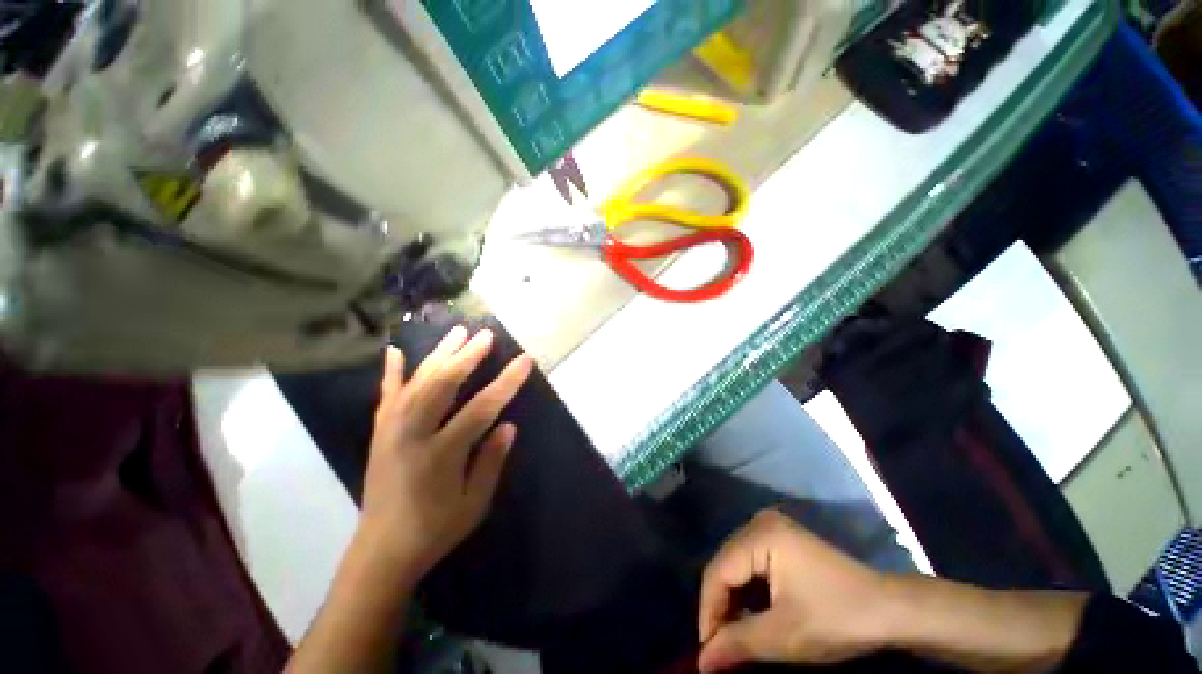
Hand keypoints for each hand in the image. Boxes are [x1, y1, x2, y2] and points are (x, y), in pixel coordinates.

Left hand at [356, 326, 534, 580]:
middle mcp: (412, 434)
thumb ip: (491, 461)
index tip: (524, 360)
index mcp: (441, 454)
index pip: (482, 408)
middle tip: (486, 335)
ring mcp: (391, 430)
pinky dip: (391, 372)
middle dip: (468, 356)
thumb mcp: (474, 503)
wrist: (381, 551)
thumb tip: (508, 425)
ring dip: (439, 354)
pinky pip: (386, 396)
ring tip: (457, 332)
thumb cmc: (435, 530)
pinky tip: (395, 351)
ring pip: (417, 382)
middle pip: (443, 384)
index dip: (506, 382)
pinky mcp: (380, 433)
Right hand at [697, 510, 896, 672]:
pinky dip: (748, 591)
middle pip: (725, 565)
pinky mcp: (782, 539)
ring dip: (733, 601)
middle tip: (719, 647)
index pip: (718, 572)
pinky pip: (751, 563)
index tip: (707, 652)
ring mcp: (772, 528)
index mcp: (760, 535)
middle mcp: (760, 522)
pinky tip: (752, 615)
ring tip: (734, 635)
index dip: (708, 612)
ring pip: (736, 565)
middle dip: (720, 607)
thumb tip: (700, 662)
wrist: (889, 609)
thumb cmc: (837, 620)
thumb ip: (737, 643)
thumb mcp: (784, 637)